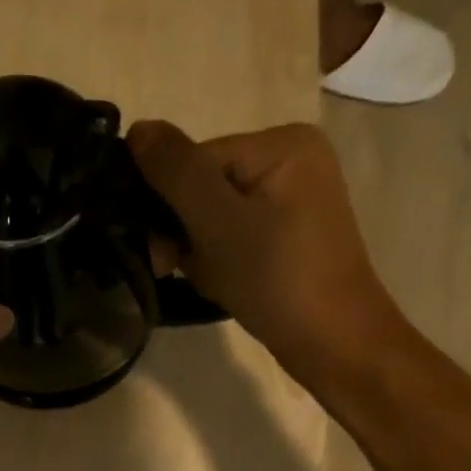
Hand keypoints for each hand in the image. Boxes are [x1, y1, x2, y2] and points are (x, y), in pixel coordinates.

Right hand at [128, 119, 408, 389]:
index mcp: (282, 143)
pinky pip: (232, 232)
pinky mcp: (288, 230)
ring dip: (197, 249)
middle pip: (202, 185)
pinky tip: (222, 281)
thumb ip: (176, 171)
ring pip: (211, 213)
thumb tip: (137, 128)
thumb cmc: (276, 278)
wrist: (333, 343)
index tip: (164, 253)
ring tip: (210, 278)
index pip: (194, 160)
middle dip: (183, 230)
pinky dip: (217, 258)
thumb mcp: (218, 221)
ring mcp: (292, 196)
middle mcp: (290, 158)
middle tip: (178, 268)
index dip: (169, 204)